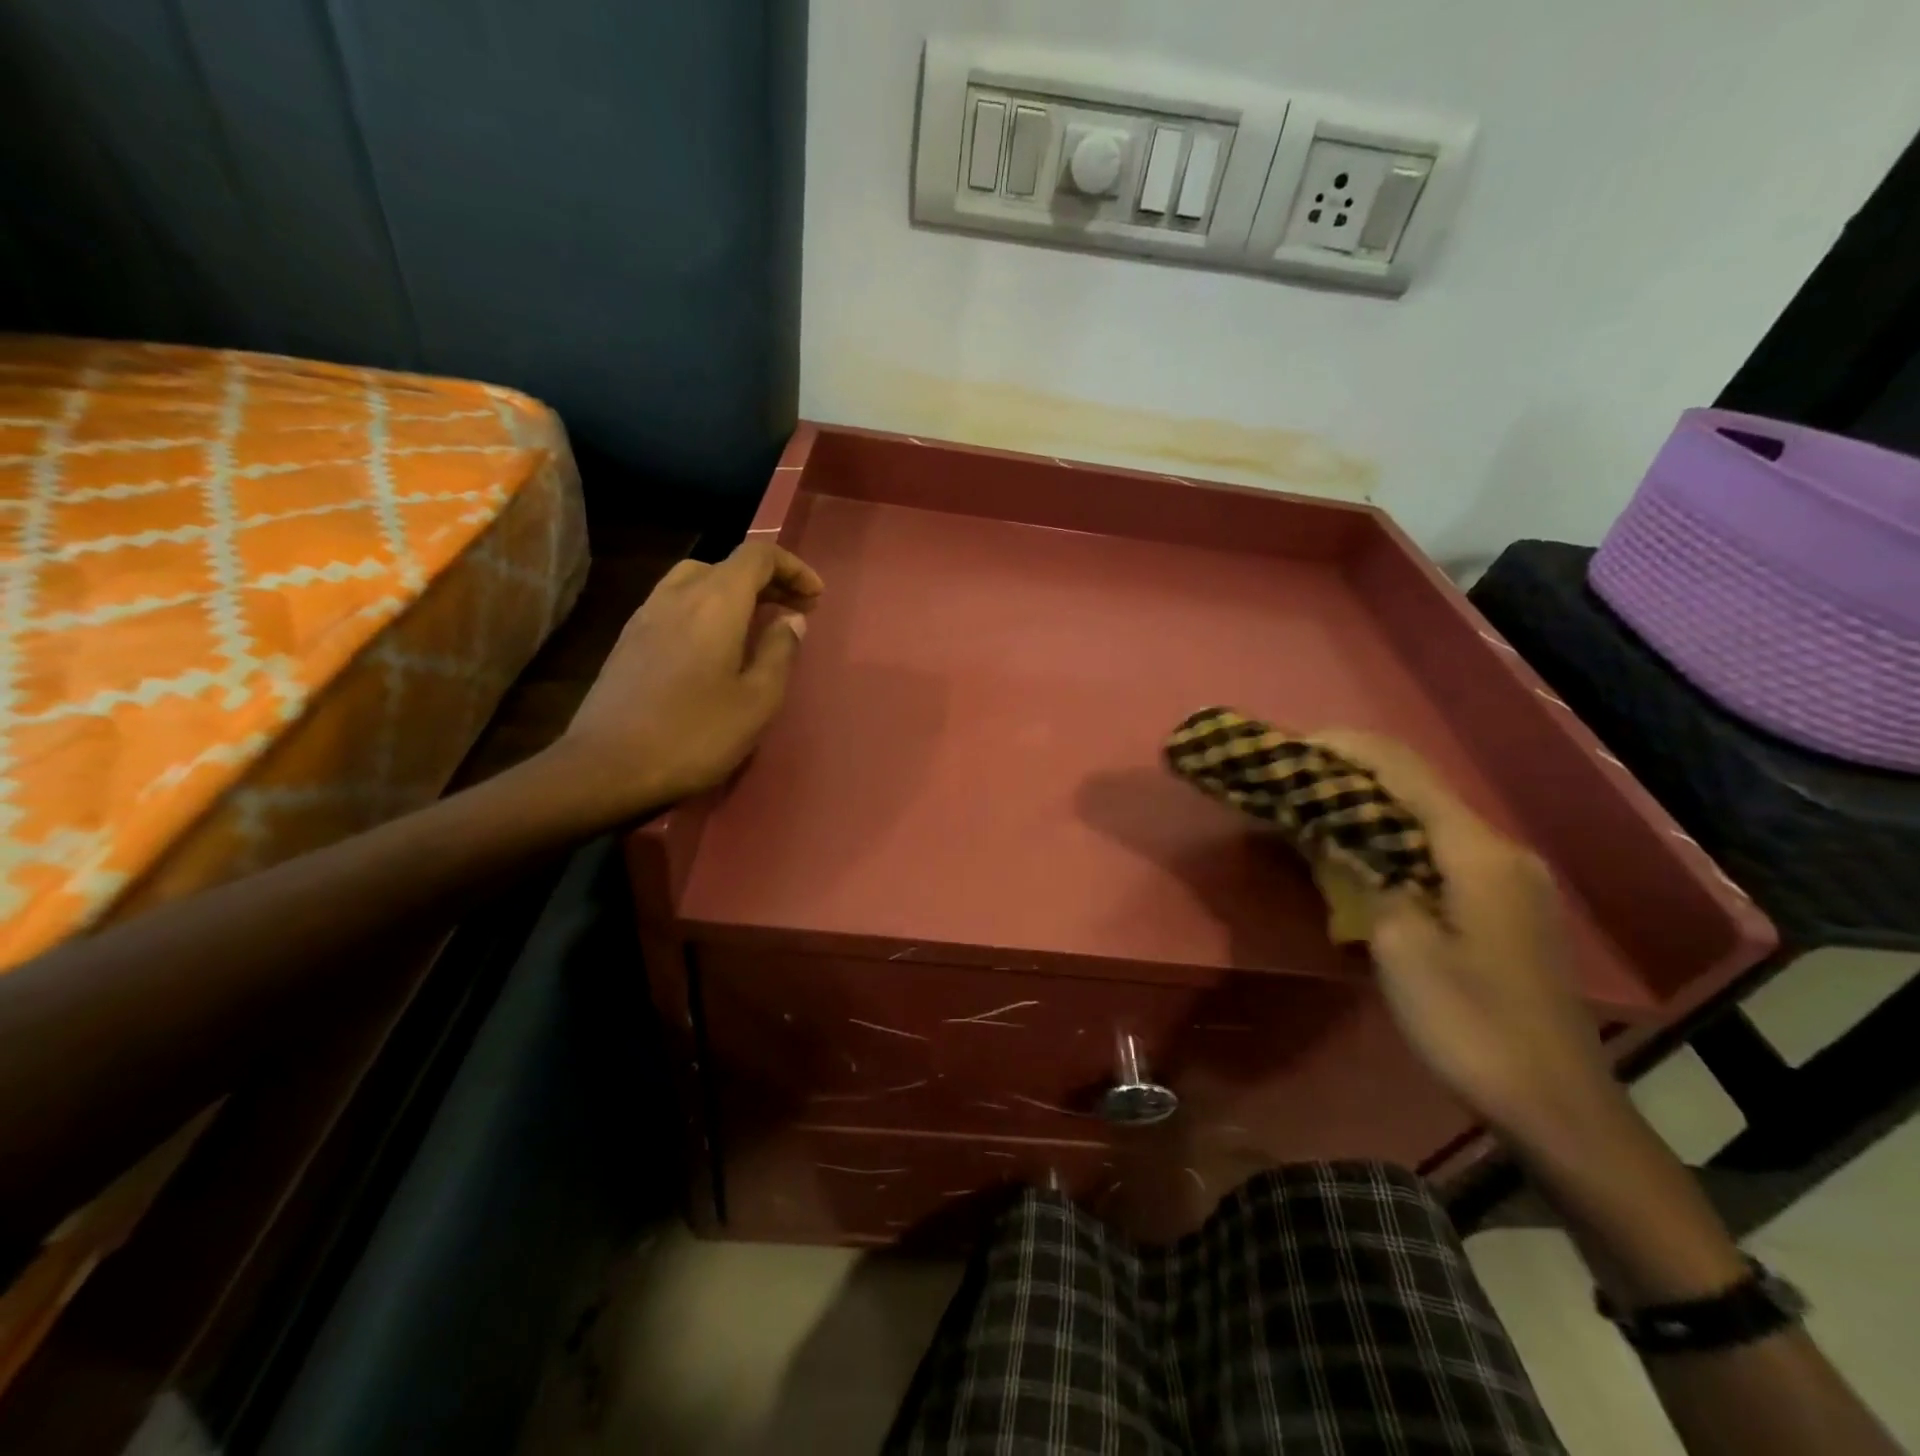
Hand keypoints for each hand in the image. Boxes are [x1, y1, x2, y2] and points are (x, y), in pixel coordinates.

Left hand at [550, 540, 822, 819]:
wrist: (607, 768)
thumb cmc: (695, 734)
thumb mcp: (757, 700)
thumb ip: (780, 651)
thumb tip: (792, 620)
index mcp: (715, 602)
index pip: (758, 556)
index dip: (792, 568)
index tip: (815, 597)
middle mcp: (677, 595)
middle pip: (727, 565)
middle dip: (767, 581)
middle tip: (795, 612)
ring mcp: (646, 615)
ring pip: (697, 581)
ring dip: (734, 593)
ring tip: (756, 625)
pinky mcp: (628, 640)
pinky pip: (676, 604)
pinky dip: (706, 609)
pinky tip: (714, 647)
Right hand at [1310, 730, 1621, 1142]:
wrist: (1556, 1105)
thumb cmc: (1470, 1024)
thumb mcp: (1400, 946)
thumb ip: (1363, 873)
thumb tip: (1329, 830)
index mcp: (1476, 851)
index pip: (1403, 771)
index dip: (1346, 749)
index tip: (1292, 746)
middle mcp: (1499, 850)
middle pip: (1417, 788)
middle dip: (1352, 776)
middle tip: (1293, 780)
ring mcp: (1510, 878)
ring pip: (1428, 819)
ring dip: (1370, 808)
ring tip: (1315, 810)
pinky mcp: (1506, 905)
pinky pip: (1440, 850)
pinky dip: (1393, 839)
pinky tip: (1361, 855)